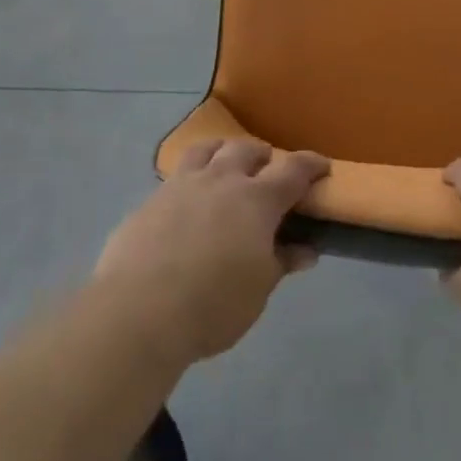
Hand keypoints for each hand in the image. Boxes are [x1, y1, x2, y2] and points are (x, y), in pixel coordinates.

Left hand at [94, 139, 329, 364]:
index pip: (293, 170)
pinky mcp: (151, 199)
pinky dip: (191, 177)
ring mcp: (182, 184)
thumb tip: (306, 250)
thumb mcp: (258, 290)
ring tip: (226, 164)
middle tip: (269, 170)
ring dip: (223, 151)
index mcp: (256, 200)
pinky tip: (188, 199)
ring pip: (207, 149)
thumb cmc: (212, 304)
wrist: (138, 310)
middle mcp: (221, 180)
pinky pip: (177, 174)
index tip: (322, 167)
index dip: (311, 165)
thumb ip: (281, 262)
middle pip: (247, 150)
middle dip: (263, 156)